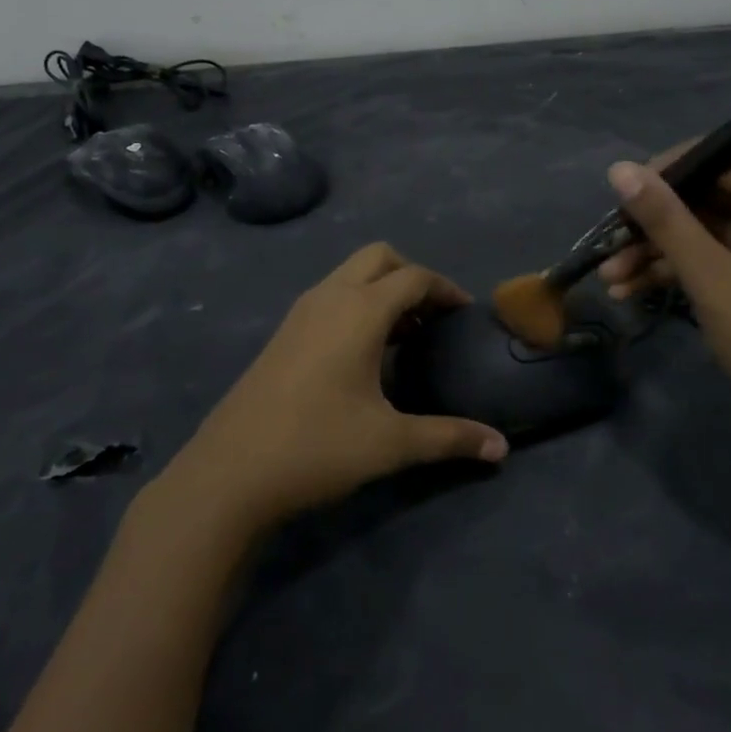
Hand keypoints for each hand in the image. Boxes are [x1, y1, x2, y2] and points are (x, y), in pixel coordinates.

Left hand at [164, 244, 508, 532]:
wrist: (228, 474)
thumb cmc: (317, 447)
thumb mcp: (391, 443)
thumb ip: (450, 438)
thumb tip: (501, 448)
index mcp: (359, 311)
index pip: (414, 277)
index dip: (446, 289)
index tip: (465, 313)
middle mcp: (329, 297)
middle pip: (379, 258)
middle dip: (411, 276)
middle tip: (432, 316)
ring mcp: (300, 313)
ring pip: (349, 275)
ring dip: (381, 290)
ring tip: (404, 335)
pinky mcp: (282, 333)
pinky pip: (330, 296)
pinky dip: (356, 304)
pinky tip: (363, 353)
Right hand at [598, 150, 730, 437]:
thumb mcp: (709, 274)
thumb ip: (664, 219)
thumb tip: (620, 169)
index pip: (720, 158)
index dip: (668, 172)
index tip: (624, 195)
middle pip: (707, 197)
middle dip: (653, 224)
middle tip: (609, 244)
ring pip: (704, 233)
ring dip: (657, 253)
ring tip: (610, 278)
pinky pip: (713, 260)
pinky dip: (677, 272)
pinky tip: (631, 292)